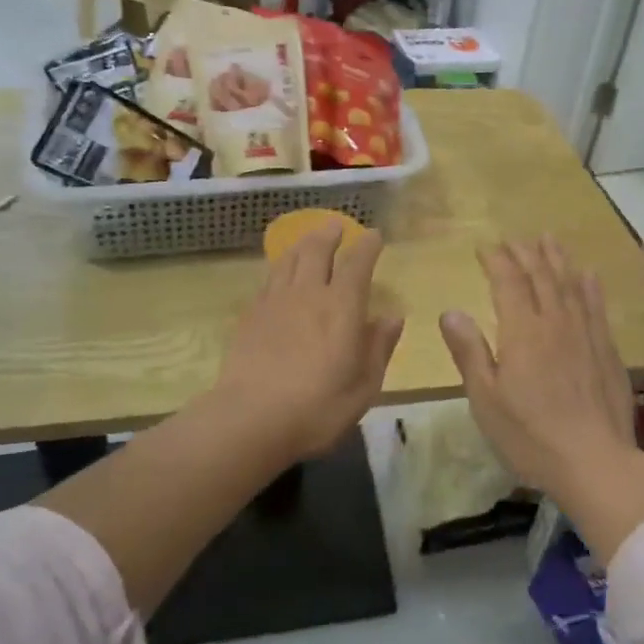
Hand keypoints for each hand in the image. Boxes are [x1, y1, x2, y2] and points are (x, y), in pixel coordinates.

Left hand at [211, 219, 402, 460]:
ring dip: (302, 244)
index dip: (367, 246)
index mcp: (342, 307)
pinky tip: (279, 273)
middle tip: (336, 224)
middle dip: (329, 234)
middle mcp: (309, 293)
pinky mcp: (251, 315)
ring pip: (289, 259)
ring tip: (308, 238)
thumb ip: (379, 347)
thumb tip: (393, 317)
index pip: (357, 264)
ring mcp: (275, 302)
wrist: (251, 418)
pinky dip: (279, 267)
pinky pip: (268, 279)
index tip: (375, 234)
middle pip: (317, 250)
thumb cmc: (318, 407)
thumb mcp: (364, 385)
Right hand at [439, 237, 635, 492]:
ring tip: (548, 239)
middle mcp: (555, 322)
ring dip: (557, 259)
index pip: (508, 281)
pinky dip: (590, 286)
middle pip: (540, 276)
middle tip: (514, 239)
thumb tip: (450, 311)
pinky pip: (597, 307)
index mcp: (522, 331)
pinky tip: (588, 275)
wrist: (596, 462)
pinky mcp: (607, 350)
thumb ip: (469, 351)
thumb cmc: (530, 435)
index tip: (485, 247)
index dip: (496, 260)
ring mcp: (585, 334)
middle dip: (525, 253)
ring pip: (570, 284)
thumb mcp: (486, 399)